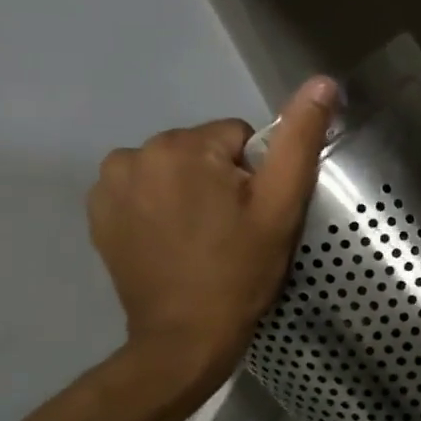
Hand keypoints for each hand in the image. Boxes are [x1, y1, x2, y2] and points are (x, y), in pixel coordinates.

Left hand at [88, 76, 337, 385]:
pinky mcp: (97, 212)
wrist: (184, 338)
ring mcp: (109, 184)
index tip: (253, 217)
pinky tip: (172, 243)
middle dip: (220, 182)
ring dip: (189, 194)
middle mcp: (136, 152)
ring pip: (171, 170)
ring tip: (203, 239)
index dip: (254, 177)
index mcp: (184, 146)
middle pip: (201, 151)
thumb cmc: (240, 274)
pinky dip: (159, 209)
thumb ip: (299, 141)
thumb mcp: (281, 208)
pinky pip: (143, 191)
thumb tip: (323, 82)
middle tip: (232, 231)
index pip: (238, 138)